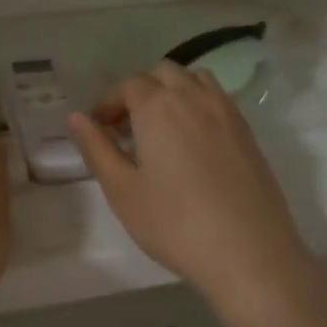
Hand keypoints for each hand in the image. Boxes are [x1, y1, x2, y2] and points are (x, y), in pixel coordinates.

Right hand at [68, 64, 320, 326]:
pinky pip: (218, 101)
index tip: (99, 128)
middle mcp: (194, 97)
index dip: (108, 102)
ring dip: (173, 92)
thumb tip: (77, 118)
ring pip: (195, 80)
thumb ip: (97, 149)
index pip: (128, 85)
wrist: (250, 253)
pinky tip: (193, 145)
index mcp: (158, 106)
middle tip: (127, 129)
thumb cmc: (175, 224)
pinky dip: (199, 106)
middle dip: (140, 92)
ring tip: (162, 130)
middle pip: (163, 74)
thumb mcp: (122, 191)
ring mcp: (227, 112)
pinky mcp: (248, 133)